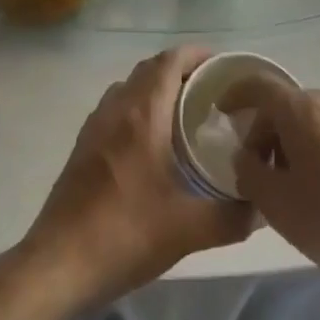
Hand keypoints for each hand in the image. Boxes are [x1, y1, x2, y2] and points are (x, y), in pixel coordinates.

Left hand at [20, 47, 254, 313]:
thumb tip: (261, 208)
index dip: (197, 54)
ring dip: (156, 89)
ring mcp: (93, 128)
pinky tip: (154, 144)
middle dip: (181, 70)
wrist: (57, 264)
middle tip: (212, 91)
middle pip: (149, 70)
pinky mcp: (82, 148)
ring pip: (129, 88)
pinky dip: (138, 109)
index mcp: (142, 116)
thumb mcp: (189, 230)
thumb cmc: (124, 235)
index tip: (223, 65)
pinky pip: (115, 110)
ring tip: (186, 113)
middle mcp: (115, 110)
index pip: (169, 61)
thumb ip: (232, 217)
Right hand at [226, 77, 319, 302]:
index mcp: (303, 110)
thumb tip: (247, 156)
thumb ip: (249, 173)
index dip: (235, 95)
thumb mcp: (277, 206)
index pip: (259, 86)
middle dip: (266, 130)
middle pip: (288, 104)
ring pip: (315, 118)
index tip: (221, 113)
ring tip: (294, 184)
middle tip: (258, 170)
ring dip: (295, 141)